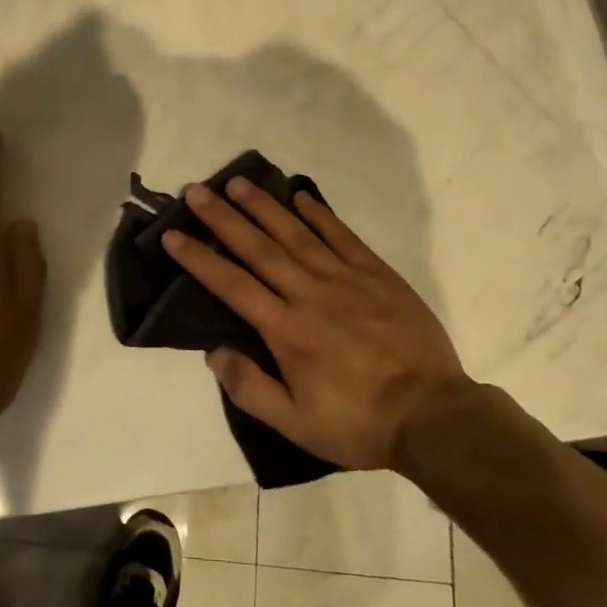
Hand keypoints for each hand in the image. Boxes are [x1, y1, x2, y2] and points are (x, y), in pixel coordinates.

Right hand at [163, 178, 473, 471]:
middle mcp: (310, 294)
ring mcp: (346, 279)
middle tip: (197, 191)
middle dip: (223, 218)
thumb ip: (250, 387)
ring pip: (296, 234)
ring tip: (238, 182)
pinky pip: (342, 236)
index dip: (199, 258)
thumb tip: (214, 351)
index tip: (173, 234)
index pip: (232, 285)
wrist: (434, 416)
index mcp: (286, 330)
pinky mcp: (377, 275)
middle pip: (258, 248)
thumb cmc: (358, 422)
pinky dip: (320, 214)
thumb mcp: (296, 424)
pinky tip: (301, 196)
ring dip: (264, 206)